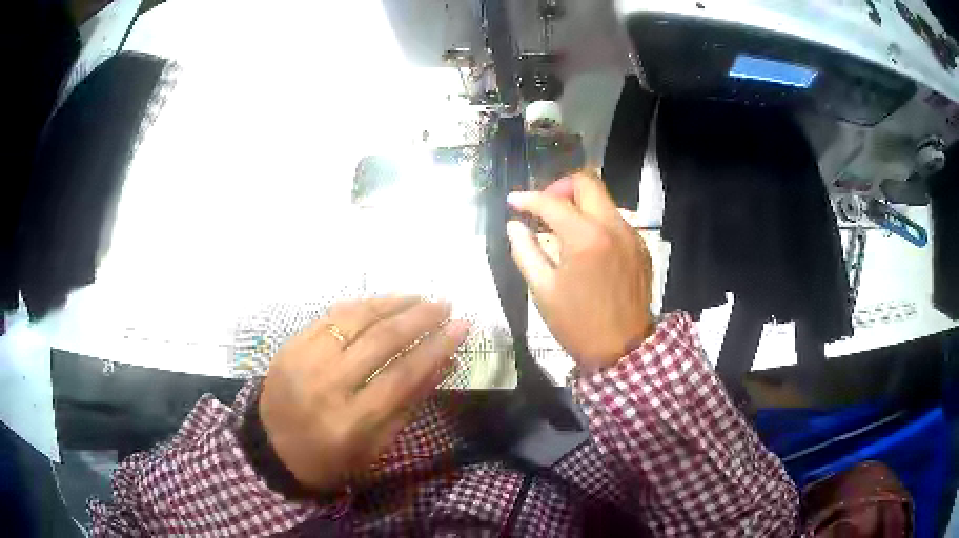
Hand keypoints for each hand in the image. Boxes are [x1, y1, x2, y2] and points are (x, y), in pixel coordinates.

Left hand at [259, 297, 469, 491]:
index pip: (402, 374)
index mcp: (350, 421)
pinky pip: (332, 315)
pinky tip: (383, 303)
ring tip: (419, 298)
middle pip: (381, 340)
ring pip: (355, 318)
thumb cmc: (330, 458)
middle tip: (445, 305)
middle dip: (419, 317)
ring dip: (392, 303)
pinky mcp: (291, 344)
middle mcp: (326, 383)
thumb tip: (444, 363)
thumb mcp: (375, 446)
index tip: (462, 326)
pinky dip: (362, 306)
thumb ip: (409, 403)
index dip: (436, 347)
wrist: (271, 448)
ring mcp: (304, 358)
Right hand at [506, 172, 652, 369]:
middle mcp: (613, 226)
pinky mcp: (641, 247)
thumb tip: (514, 226)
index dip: (527, 198)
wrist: (623, 349)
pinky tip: (586, 245)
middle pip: (587, 182)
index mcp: (585, 237)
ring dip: (580, 204)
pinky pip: (616, 220)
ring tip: (562, 227)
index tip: (513, 202)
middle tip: (544, 208)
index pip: (552, 202)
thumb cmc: (577, 323)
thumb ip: (525, 251)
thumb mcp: (543, 290)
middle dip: (560, 187)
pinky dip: (597, 221)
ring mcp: (631, 235)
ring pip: (604, 200)